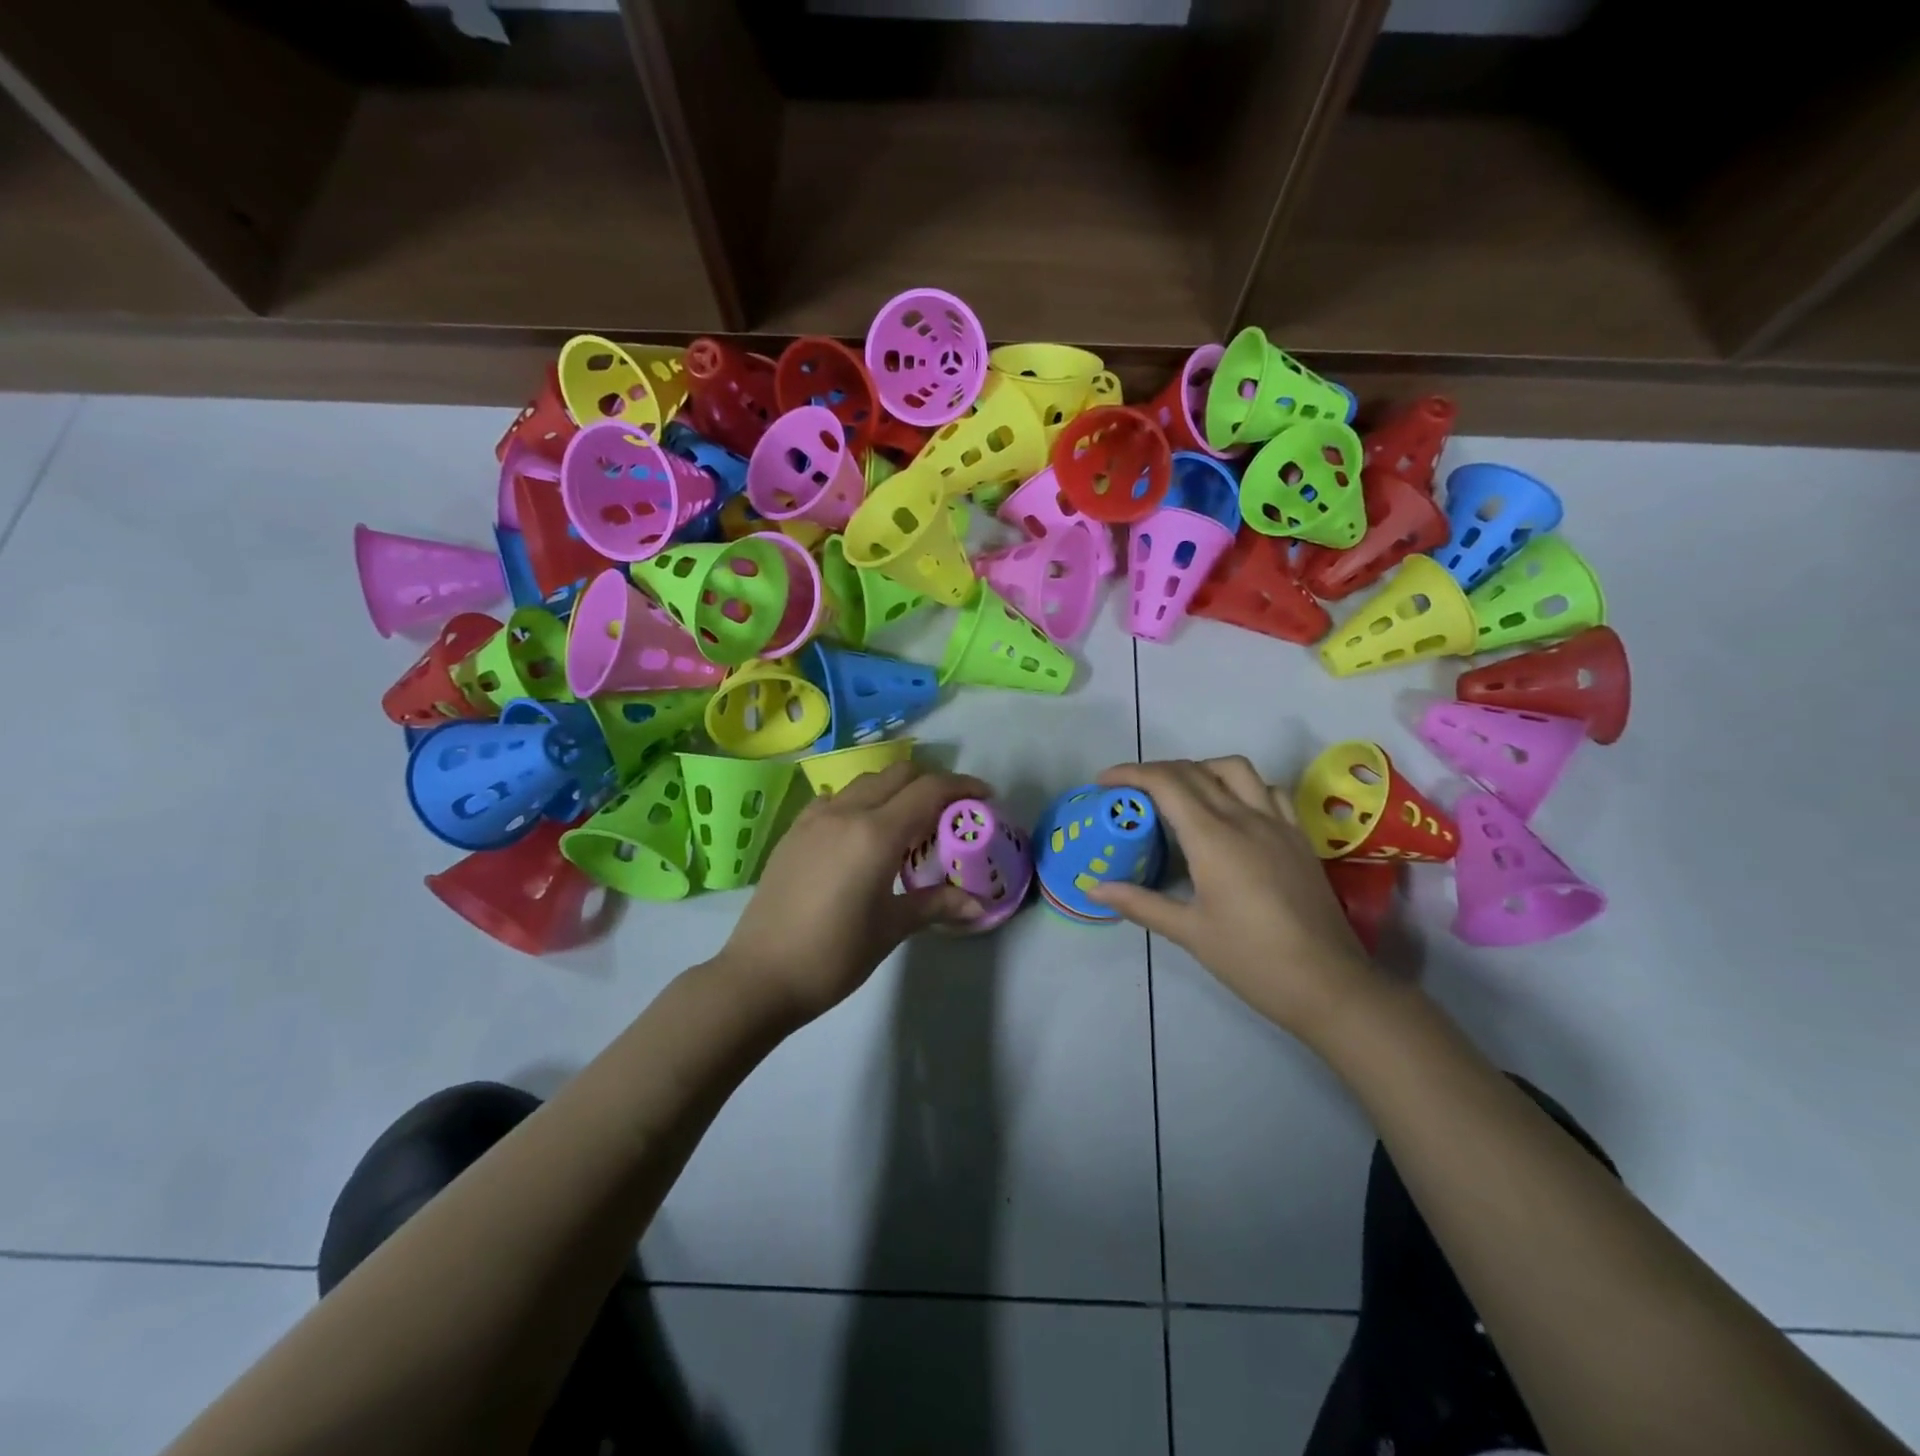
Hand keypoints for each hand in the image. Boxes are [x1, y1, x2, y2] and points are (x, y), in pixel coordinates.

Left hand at [715, 760, 990, 1025]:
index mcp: (875, 834)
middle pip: (898, 774)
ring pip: (866, 782)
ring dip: (895, 789)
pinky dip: (861, 801)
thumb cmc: (833, 955)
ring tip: (909, 821)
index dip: (962, 787)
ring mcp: (815, 818)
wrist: (759, 976)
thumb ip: (936, 905)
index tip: (984, 798)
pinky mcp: (794, 831)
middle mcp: (846, 812)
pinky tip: (863, 832)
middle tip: (950, 810)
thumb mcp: (891, 928)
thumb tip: (980, 905)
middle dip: (931, 782)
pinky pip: (836, 798)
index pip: (928, 791)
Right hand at [1087, 757, 1382, 1043]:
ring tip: (1180, 794)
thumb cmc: (1252, 960)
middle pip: (1195, 771)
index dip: (1131, 773)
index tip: (1104, 782)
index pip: (1166, 783)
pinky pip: (1269, 791)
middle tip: (1130, 792)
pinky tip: (1232, 810)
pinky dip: (1241, 786)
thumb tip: (1093, 889)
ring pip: (1236, 769)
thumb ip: (1140, 903)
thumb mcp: (1189, 933)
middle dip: (1156, 771)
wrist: (1329, 985)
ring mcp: (1278, 824)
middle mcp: (1246, 818)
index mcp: (1214, 838)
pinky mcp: (1299, 838)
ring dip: (1200, 769)